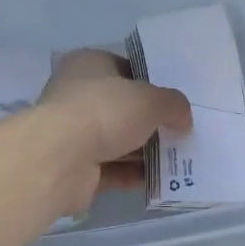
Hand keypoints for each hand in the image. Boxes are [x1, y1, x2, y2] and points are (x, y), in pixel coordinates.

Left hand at [33, 48, 191, 217]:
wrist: (61, 159)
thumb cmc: (104, 111)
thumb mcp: (150, 99)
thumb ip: (172, 104)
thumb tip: (183, 118)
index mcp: (88, 65)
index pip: (124, 67)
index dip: (151, 81)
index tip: (175, 97)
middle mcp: (77, 95)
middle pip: (122, 107)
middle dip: (150, 120)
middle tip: (182, 129)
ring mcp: (74, 134)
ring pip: (117, 140)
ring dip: (145, 150)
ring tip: (179, 157)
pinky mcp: (76, 169)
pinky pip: (112, 170)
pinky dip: (134, 174)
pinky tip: (161, 180)